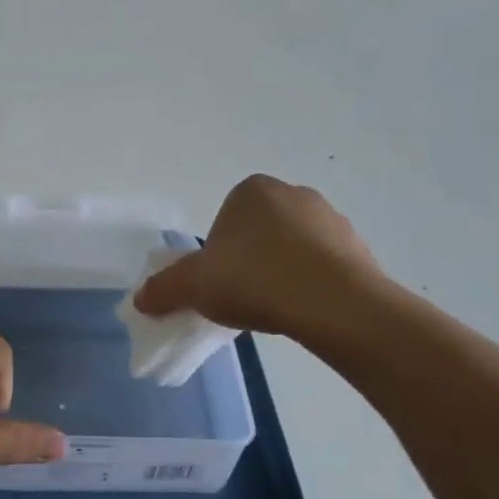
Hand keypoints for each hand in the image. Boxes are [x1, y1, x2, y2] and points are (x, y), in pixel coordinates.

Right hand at [135, 175, 390, 345]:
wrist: (334, 305)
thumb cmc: (255, 280)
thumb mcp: (193, 286)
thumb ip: (163, 288)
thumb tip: (140, 299)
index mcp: (252, 190)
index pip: (222, 221)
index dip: (215, 255)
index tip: (218, 284)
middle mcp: (293, 193)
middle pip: (256, 233)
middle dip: (248, 261)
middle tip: (242, 297)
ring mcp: (331, 218)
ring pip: (290, 248)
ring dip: (279, 272)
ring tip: (274, 307)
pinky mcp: (358, 247)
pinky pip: (322, 265)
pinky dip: (309, 283)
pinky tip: (303, 309)